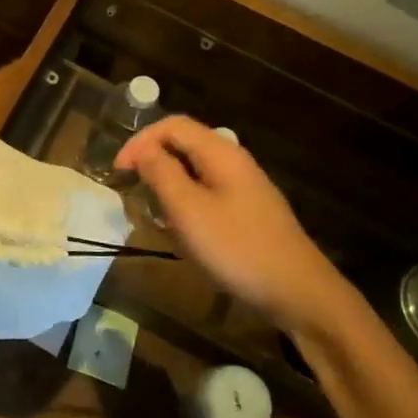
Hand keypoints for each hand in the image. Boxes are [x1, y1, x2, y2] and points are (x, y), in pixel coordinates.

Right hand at [116, 116, 354, 332]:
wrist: (299, 292)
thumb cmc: (237, 247)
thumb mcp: (188, 210)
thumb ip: (161, 172)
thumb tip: (142, 149)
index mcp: (220, 152)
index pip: (172, 126)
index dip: (140, 141)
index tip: (118, 171)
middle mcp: (234, 161)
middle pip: (184, 145)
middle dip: (153, 162)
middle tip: (132, 190)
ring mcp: (245, 187)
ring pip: (195, 171)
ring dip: (168, 186)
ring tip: (154, 214)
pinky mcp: (249, 212)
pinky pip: (209, 194)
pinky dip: (187, 204)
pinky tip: (183, 232)